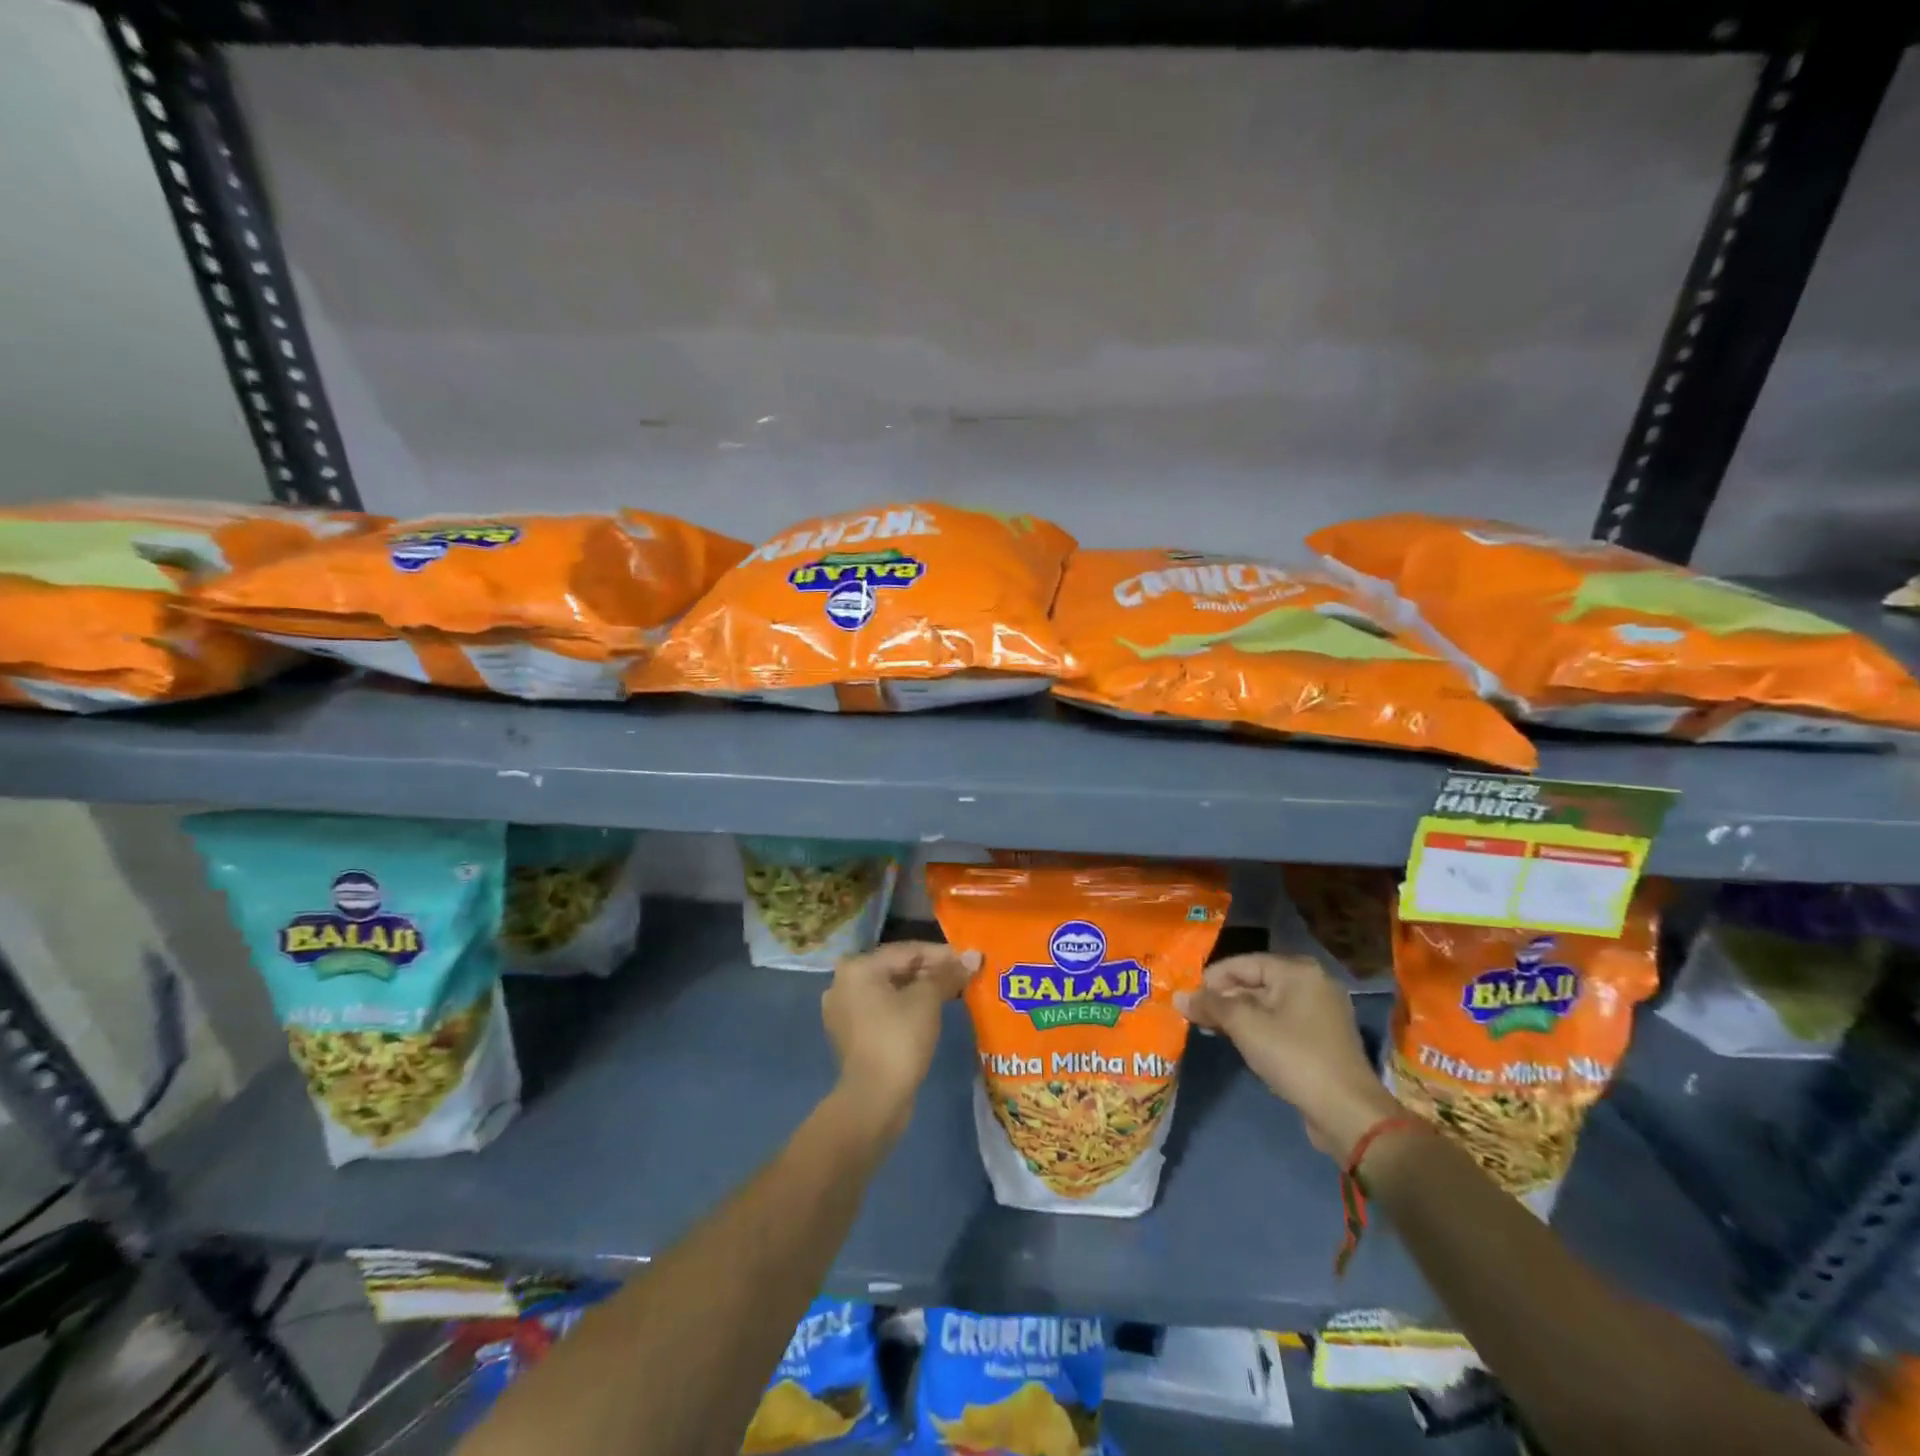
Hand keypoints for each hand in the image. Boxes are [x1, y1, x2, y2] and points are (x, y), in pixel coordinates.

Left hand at [822, 941, 979, 1138]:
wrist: (873, 1100)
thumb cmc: (899, 1040)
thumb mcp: (927, 1001)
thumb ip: (948, 974)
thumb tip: (973, 956)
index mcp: (857, 968)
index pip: (907, 951)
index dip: (942, 954)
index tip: (970, 959)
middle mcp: (843, 983)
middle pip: (896, 968)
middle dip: (932, 971)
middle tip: (964, 974)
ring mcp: (844, 1010)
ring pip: (890, 989)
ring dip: (920, 989)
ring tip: (952, 991)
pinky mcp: (850, 1033)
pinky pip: (883, 1009)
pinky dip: (905, 1006)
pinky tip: (930, 1011)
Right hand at [1176, 953, 1403, 1162]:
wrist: (1348, 1112)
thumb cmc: (1294, 1057)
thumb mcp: (1245, 1026)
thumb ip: (1210, 1006)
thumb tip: (1178, 996)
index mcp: (1297, 970)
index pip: (1242, 963)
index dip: (1211, 979)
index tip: (1188, 999)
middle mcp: (1312, 982)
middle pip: (1255, 981)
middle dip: (1224, 998)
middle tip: (1196, 1016)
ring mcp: (1321, 1010)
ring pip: (1267, 1003)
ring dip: (1238, 1015)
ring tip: (1212, 1029)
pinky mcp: (1323, 1036)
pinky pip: (1282, 1021)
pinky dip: (1259, 1027)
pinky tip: (1240, 1042)